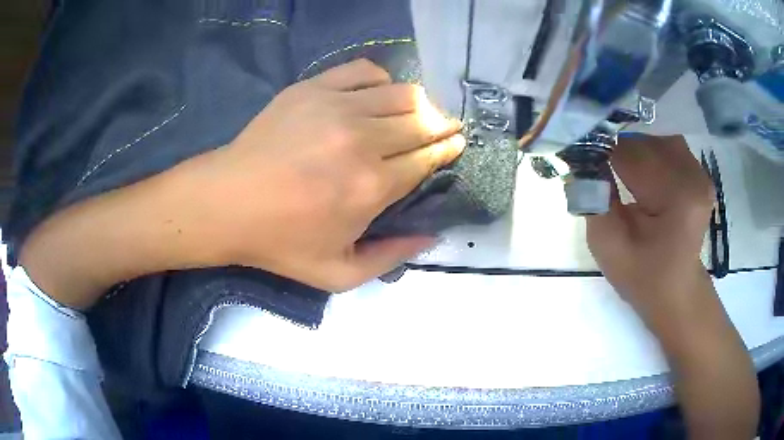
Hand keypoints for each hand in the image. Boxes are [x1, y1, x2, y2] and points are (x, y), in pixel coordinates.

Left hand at [198, 59, 464, 290]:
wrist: (226, 203)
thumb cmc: (279, 242)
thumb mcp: (338, 274)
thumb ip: (391, 257)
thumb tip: (432, 235)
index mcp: (372, 187)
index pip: (428, 158)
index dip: (448, 149)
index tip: (457, 144)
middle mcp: (363, 140)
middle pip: (422, 122)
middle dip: (442, 126)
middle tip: (445, 129)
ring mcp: (337, 107)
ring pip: (402, 93)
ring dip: (420, 104)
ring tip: (418, 114)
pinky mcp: (313, 88)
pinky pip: (364, 71)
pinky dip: (382, 80)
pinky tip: (377, 94)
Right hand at [586, 135, 714, 326]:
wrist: (677, 291)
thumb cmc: (643, 277)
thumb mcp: (608, 246)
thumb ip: (592, 199)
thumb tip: (580, 157)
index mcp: (676, 197)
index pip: (629, 153)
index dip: (600, 152)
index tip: (580, 161)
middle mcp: (693, 175)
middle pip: (642, 142)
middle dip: (616, 151)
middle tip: (598, 170)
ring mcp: (699, 172)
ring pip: (653, 139)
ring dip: (632, 151)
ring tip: (621, 174)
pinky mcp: (698, 173)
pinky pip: (666, 146)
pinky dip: (648, 154)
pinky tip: (641, 175)